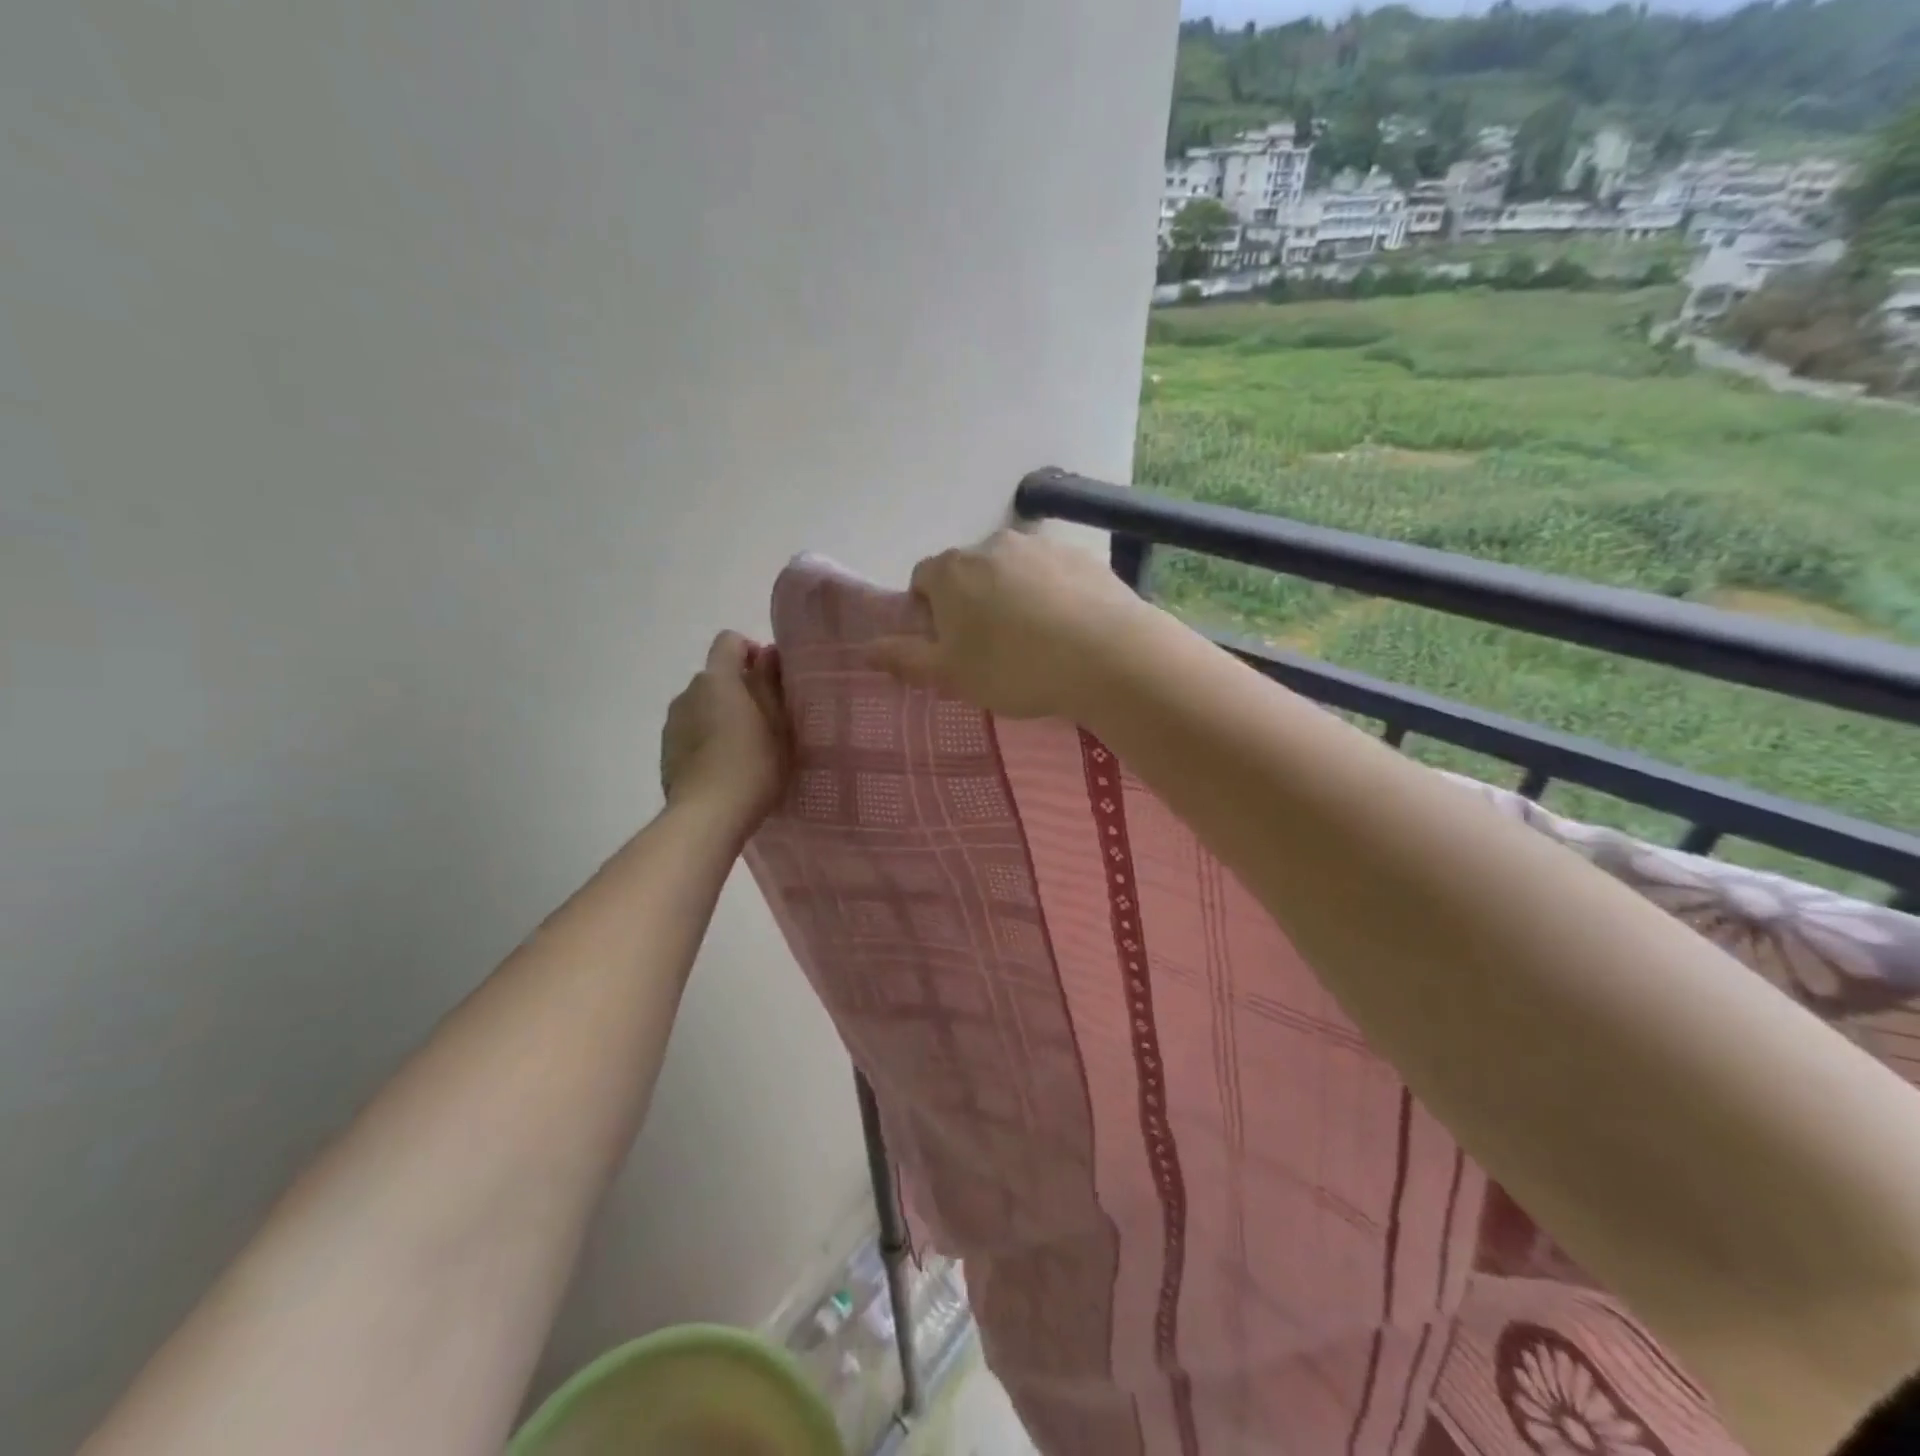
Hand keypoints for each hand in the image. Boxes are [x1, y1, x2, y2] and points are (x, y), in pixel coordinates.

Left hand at [660, 632, 790, 833]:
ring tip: (745, 749)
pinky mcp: (666, 751)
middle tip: (767, 721)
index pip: (729, 641)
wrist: (707, 816)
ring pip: (702, 706)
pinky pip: (691, 732)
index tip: (770, 678)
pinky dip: (707, 739)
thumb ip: (771, 683)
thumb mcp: (778, 724)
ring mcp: (672, 723)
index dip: (750, 651)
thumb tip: (766, 654)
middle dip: (740, 690)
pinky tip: (724, 768)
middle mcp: (688, 692)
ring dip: (722, 716)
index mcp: (717, 679)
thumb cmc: (753, 765)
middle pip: (716, 676)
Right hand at [867, 529, 1149, 719]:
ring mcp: (1041, 545)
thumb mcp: (952, 675)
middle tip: (991, 648)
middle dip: (971, 602)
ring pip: (1012, 570)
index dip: (928, 612)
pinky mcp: (1082, 555)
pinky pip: (1052, 573)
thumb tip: (865, 649)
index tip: (949, 644)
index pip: (922, 579)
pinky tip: (1067, 628)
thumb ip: (906, 658)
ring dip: (1012, 594)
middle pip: (968, 571)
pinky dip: (1051, 593)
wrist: (1106, 656)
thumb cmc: (1014, 668)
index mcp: (952, 571)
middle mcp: (992, 544)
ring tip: (1035, 639)